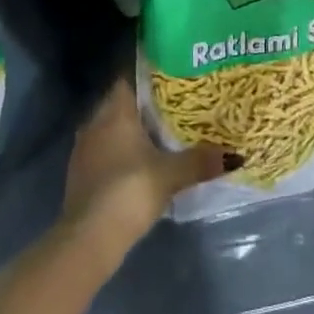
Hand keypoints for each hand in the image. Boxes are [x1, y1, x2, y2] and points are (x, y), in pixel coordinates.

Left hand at [60, 79, 226, 274]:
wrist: (89, 237)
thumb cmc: (129, 190)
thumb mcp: (171, 175)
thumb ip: (200, 161)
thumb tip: (234, 155)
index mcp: (114, 111)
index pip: (130, 79)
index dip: (150, 76)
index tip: (173, 78)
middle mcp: (95, 122)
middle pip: (122, 104)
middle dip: (146, 106)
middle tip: (175, 107)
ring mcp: (84, 148)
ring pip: (111, 128)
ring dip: (132, 131)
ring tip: (161, 135)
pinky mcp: (80, 173)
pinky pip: (104, 150)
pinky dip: (121, 152)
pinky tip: (140, 164)